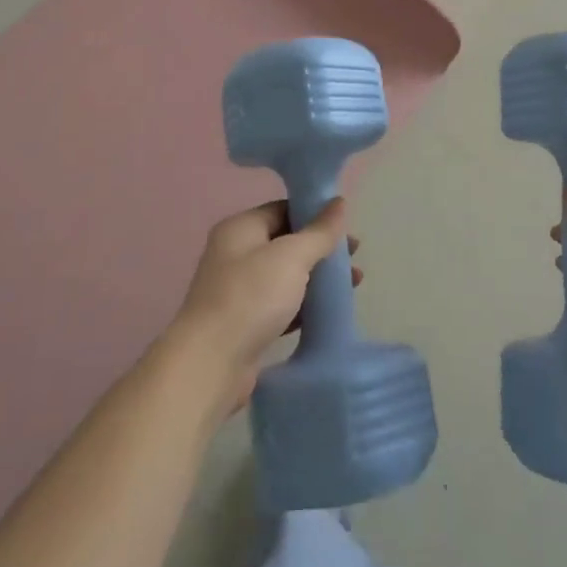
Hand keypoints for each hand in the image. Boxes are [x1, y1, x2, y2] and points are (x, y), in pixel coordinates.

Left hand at [171, 199, 359, 410]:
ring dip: (318, 277)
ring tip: (353, 284)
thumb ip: (319, 231)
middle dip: (321, 248)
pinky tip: (329, 310)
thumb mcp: (292, 256)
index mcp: (240, 229)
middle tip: (354, 256)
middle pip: (286, 242)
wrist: (211, 364)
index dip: (315, 214)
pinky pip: (282, 305)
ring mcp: (239, 291)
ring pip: (286, 276)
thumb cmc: (251, 297)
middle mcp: (235, 255)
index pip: (282, 210)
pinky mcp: (245, 324)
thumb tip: (339, 202)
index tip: (346, 225)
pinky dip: (305, 304)